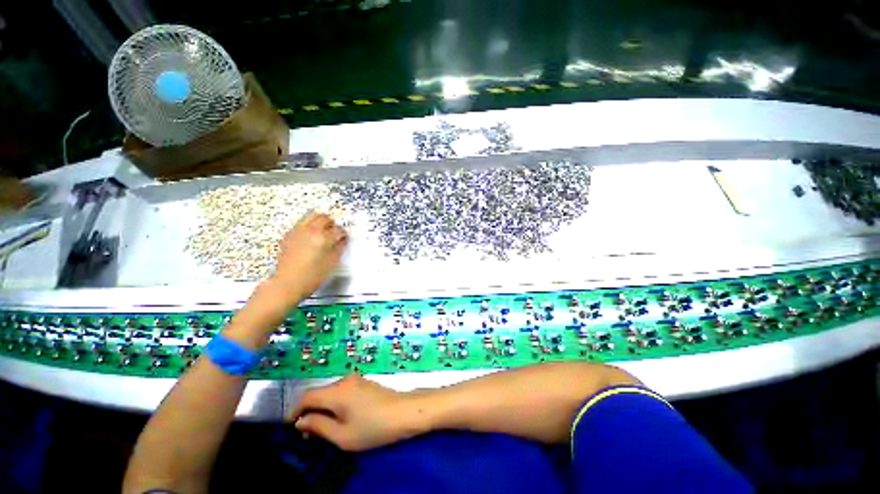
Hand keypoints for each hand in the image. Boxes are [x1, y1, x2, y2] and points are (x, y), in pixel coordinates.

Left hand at [270, 211, 347, 303]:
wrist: (287, 284)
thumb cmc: (312, 277)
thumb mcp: (332, 263)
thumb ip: (339, 248)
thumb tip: (342, 239)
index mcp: (323, 238)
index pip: (339, 230)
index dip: (344, 234)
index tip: (344, 238)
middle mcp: (310, 231)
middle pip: (324, 217)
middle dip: (332, 224)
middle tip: (334, 232)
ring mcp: (297, 231)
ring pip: (311, 216)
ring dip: (320, 221)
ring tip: (323, 231)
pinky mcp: (288, 235)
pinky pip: (301, 223)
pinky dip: (309, 226)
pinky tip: (310, 237)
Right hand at [288, 374, 429, 451]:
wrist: (404, 412)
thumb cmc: (373, 427)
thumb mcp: (342, 435)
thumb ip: (318, 426)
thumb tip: (301, 421)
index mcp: (337, 391)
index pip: (307, 396)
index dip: (295, 410)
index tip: (290, 427)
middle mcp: (345, 380)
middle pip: (319, 392)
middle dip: (309, 411)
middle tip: (307, 433)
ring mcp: (356, 379)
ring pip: (331, 392)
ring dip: (322, 407)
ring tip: (323, 428)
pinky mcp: (365, 382)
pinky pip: (342, 391)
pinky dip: (335, 403)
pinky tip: (339, 417)